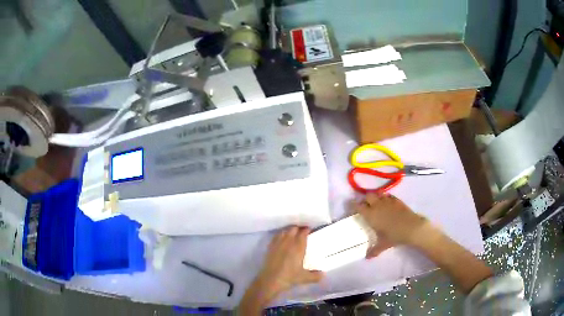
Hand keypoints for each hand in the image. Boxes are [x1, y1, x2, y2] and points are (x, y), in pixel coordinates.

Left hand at [238, 227, 323, 312]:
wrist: (270, 280)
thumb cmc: (289, 277)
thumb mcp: (304, 278)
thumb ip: (315, 276)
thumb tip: (323, 274)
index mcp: (298, 247)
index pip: (303, 233)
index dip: (307, 230)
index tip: (310, 230)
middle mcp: (288, 242)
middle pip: (293, 229)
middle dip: (298, 228)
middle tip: (303, 231)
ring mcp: (278, 244)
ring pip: (284, 231)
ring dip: (289, 230)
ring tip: (293, 233)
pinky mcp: (270, 247)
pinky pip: (276, 236)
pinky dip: (280, 235)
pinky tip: (282, 238)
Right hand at [355, 193, 431, 257]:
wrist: (411, 228)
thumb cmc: (394, 236)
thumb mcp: (383, 245)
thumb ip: (374, 250)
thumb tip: (367, 258)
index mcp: (370, 215)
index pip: (358, 206)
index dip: (354, 205)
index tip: (352, 205)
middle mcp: (377, 205)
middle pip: (368, 196)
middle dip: (366, 200)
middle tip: (366, 206)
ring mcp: (388, 201)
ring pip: (378, 194)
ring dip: (376, 197)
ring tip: (377, 203)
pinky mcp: (397, 200)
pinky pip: (388, 195)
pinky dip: (386, 198)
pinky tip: (388, 203)